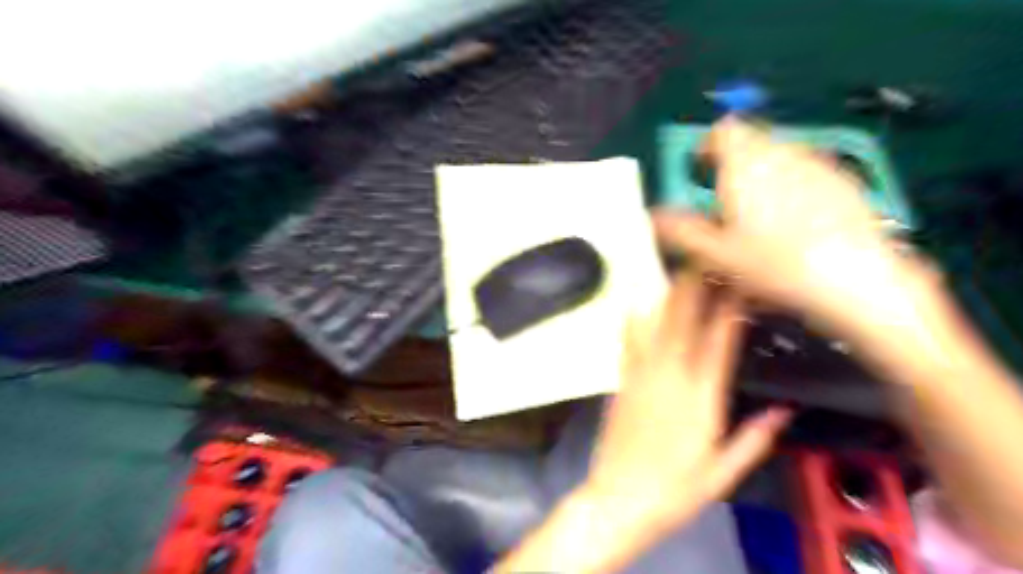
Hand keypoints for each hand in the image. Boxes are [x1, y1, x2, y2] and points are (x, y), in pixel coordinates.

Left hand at [496, 269, 789, 572]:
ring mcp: (642, 376)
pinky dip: (634, 321)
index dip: (729, 308)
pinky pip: (629, 343)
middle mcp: (671, 378)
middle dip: (696, 287)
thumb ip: (754, 438)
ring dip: (668, 296)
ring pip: (656, 326)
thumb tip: (785, 410)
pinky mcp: (622, 382)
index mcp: (702, 399)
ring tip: (678, 269)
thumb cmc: (676, 490)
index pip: (719, 342)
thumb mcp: (723, 472)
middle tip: (705, 257)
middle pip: (685, 323)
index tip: (738, 280)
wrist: (620, 500)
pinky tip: (636, 302)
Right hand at [660, 114, 936, 343]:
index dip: (708, 146)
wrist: (856, 279)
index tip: (700, 171)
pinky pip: (808, 172)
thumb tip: (653, 216)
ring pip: (780, 157)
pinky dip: (794, 186)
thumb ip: (680, 230)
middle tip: (725, 204)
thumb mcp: (716, 253)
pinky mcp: (845, 181)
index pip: (724, 130)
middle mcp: (782, 154)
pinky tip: (798, 224)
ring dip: (763, 175)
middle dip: (734, 165)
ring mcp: (818, 164)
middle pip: (752, 142)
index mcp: (745, 165)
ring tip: (760, 217)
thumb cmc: (775, 264)